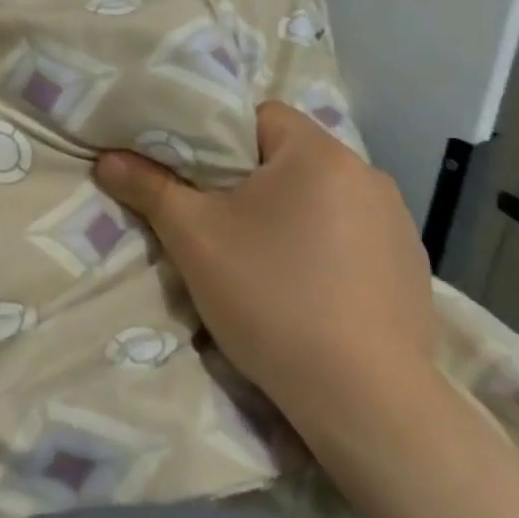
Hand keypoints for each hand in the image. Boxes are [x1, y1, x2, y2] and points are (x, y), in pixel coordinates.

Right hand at [96, 101, 436, 443]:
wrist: (365, 400)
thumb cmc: (271, 297)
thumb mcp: (193, 237)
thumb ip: (148, 186)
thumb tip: (107, 159)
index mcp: (319, 153)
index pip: (258, 116)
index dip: (217, 138)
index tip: (193, 176)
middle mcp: (367, 175)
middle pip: (288, 157)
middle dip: (249, 181)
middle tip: (214, 218)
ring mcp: (397, 224)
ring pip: (321, 199)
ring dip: (289, 215)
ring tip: (260, 259)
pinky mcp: (411, 269)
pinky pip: (352, 237)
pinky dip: (325, 249)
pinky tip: (307, 291)